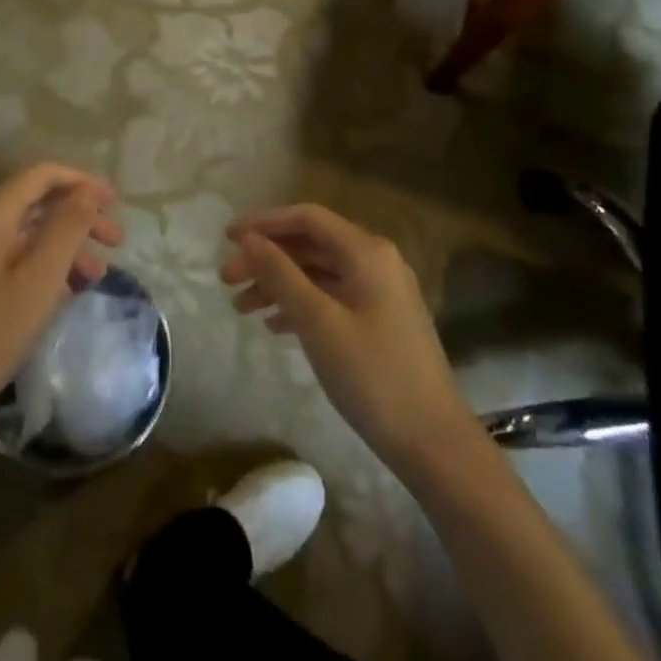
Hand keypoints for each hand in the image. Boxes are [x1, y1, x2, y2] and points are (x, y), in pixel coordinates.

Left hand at [0, 164, 121, 444]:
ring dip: (67, 244)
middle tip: (117, 242)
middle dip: (80, 216)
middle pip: (37, 201)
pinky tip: (67, 291)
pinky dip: (45, 264)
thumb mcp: (39, 280)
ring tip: (99, 275)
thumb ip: (67, 228)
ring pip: (28, 231)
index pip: (43, 174)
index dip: (83, 182)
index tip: (117, 203)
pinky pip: (14, 255)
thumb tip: (88, 191)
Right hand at [221, 205, 478, 470]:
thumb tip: (248, 238)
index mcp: (367, 252)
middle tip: (226, 279)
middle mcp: (376, 261)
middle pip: (311, 244)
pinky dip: (300, 305)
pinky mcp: (380, 321)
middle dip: (266, 258)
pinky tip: (274, 326)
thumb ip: (280, 274)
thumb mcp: (318, 322)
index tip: (226, 237)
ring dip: (279, 283)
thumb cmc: (373, 376)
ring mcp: (381, 292)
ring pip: (319, 273)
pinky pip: (331, 298)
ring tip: (241, 307)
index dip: (264, 222)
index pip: (307, 218)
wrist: (433, 442)